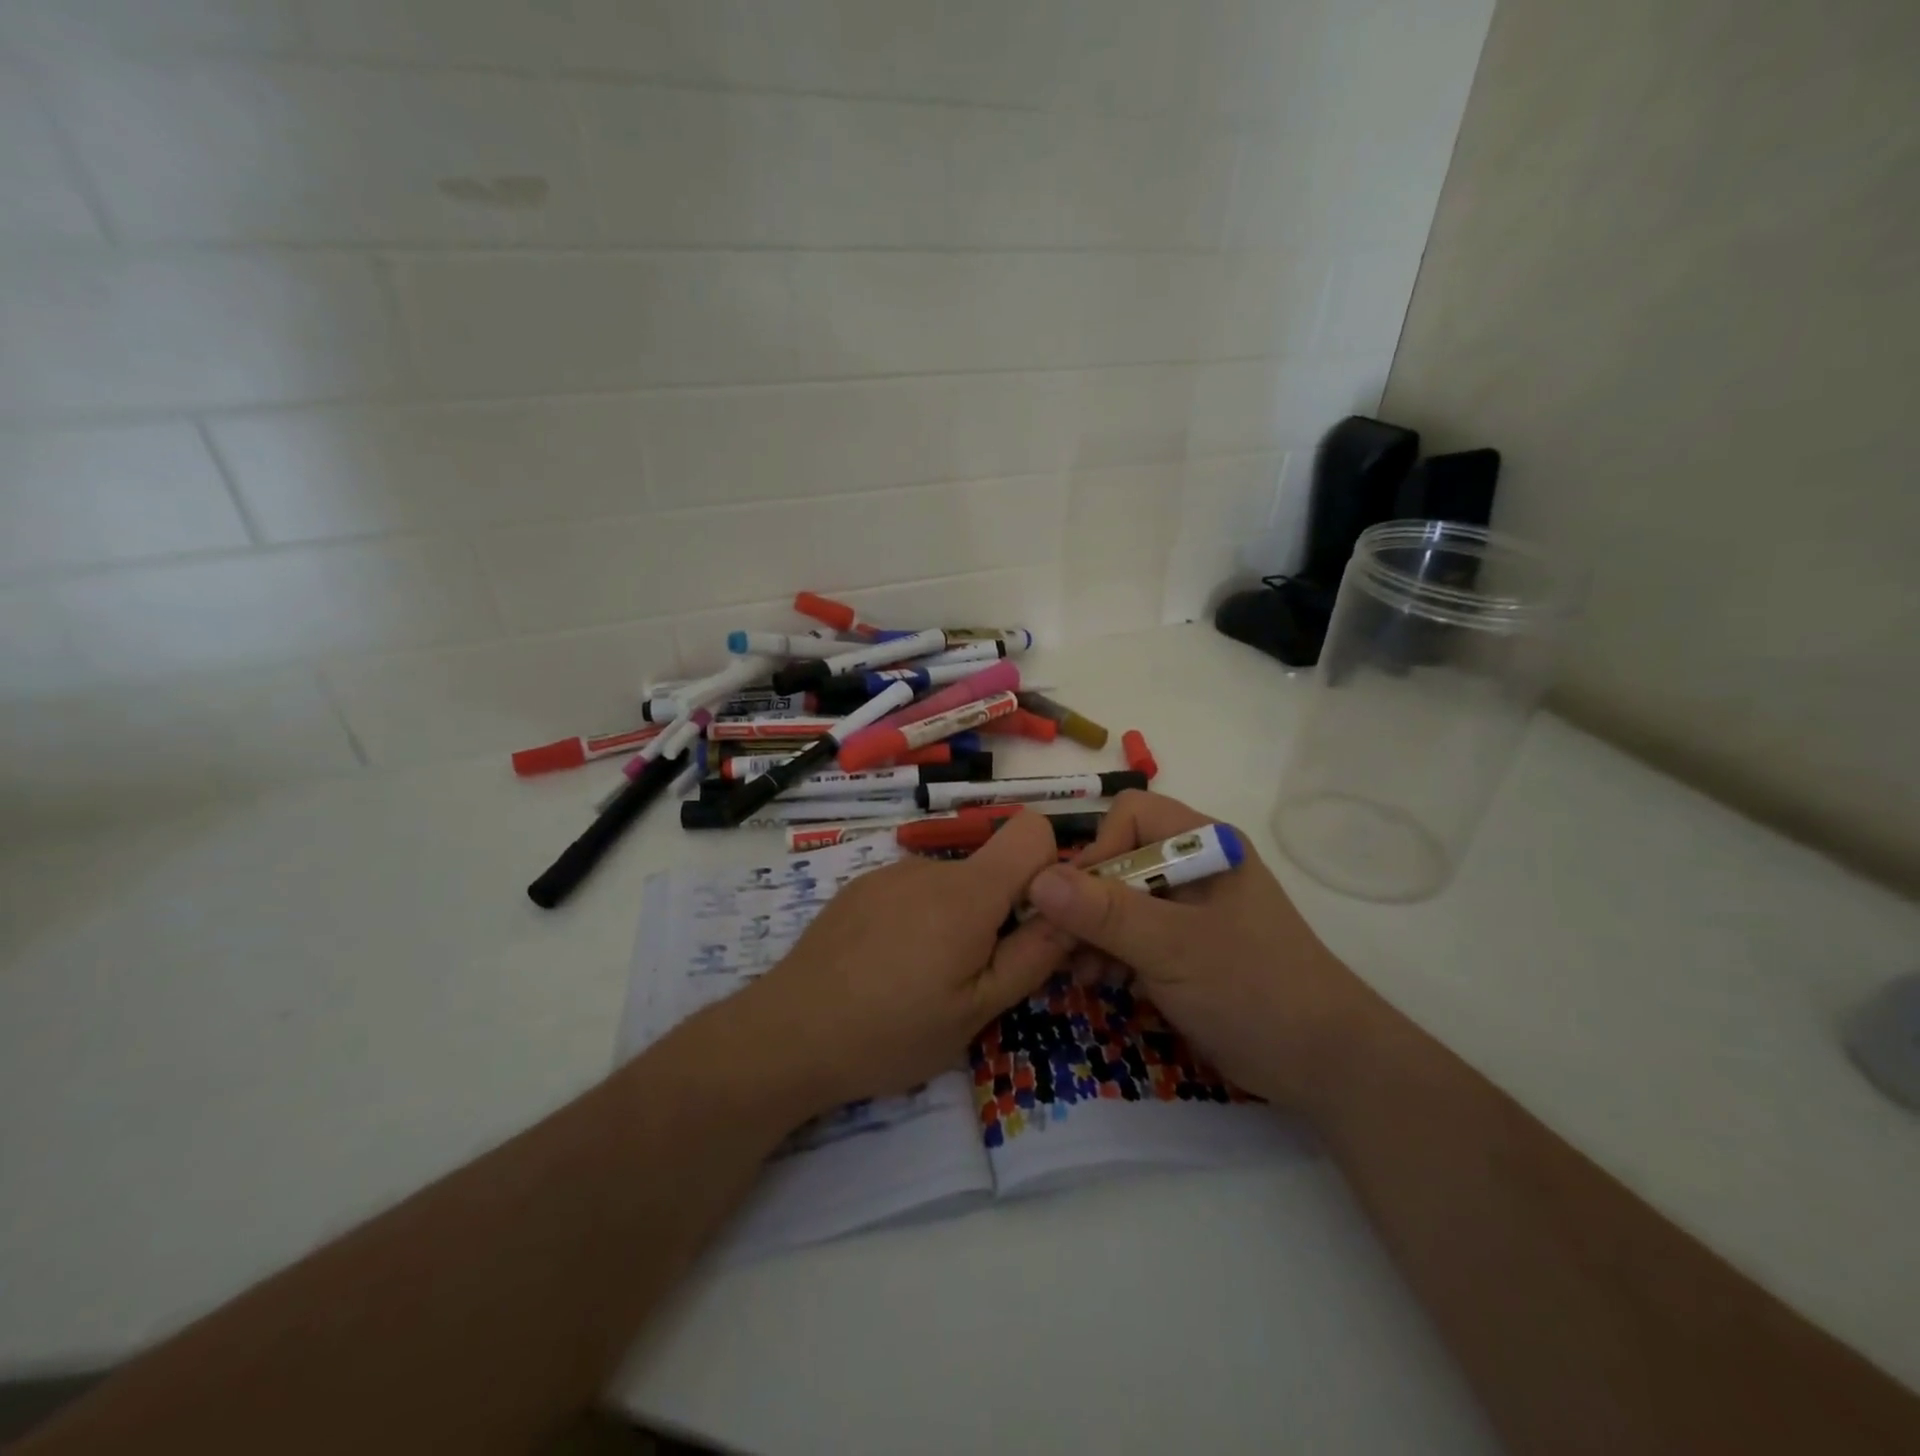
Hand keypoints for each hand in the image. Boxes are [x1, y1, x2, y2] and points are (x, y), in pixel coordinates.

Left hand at [728, 811, 1073, 1113]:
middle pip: (991, 867)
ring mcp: (889, 873)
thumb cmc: (892, 1031)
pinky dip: (918, 920)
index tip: (1034, 922)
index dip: (1048, 869)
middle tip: (975, 976)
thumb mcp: (977, 1010)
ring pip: (951, 884)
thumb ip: (1034, 956)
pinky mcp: (859, 888)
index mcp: (968, 891)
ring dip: (956, 920)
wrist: (788, 1034)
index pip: (1032, 831)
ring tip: (924, 979)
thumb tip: (1073, 911)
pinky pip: (912, 891)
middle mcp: (930, 866)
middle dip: (1000, 911)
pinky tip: (887, 968)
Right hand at [1024, 790, 1381, 1114]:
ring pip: (1120, 900)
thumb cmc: (1253, 989)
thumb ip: (1105, 913)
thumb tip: (1037, 880)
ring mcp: (1190, 909)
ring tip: (1081, 972)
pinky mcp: (1186, 946)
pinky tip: (1101, 981)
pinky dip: (1111, 953)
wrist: (1324, 1065)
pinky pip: (1133, 934)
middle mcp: (1194, 867)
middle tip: (1062, 947)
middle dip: (1086, 902)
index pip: (1130, 817)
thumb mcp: (1173, 949)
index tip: (1078, 903)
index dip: (1099, 851)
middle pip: (1120, 859)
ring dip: (1093, 932)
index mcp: (1204, 845)